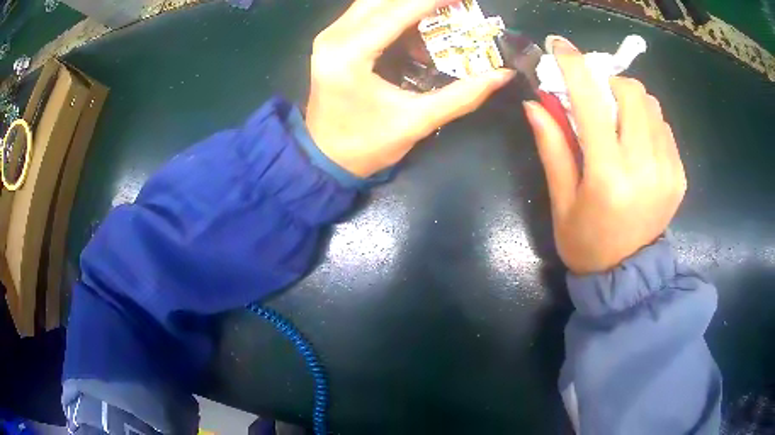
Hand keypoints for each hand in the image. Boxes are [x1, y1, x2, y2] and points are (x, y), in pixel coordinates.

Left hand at [305, 0, 514, 177]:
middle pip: (382, 0)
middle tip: (455, 5)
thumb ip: (462, 96)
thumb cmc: (365, 145)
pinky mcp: (333, 41)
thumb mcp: (416, 121)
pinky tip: (418, 32)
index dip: (434, 0)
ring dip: (408, 6)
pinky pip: (367, 15)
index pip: (397, 12)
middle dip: (422, 0)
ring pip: (374, 3)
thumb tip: (502, 75)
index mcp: (350, 54)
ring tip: (443, 15)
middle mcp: (334, 37)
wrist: (324, 158)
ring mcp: (330, 37)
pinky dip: (396, 15)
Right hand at [524, 38, 685, 273]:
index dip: (575, 68)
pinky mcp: (679, 175)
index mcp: (608, 176)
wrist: (627, 275)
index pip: (592, 103)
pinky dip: (647, 122)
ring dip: (630, 102)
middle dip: (610, 84)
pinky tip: (637, 144)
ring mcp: (668, 170)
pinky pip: (664, 127)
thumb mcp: (561, 200)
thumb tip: (535, 104)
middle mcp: (644, 167)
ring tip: (618, 124)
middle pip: (632, 92)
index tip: (562, 47)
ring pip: (651, 105)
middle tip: (597, 99)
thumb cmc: (586, 242)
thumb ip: (552, 147)